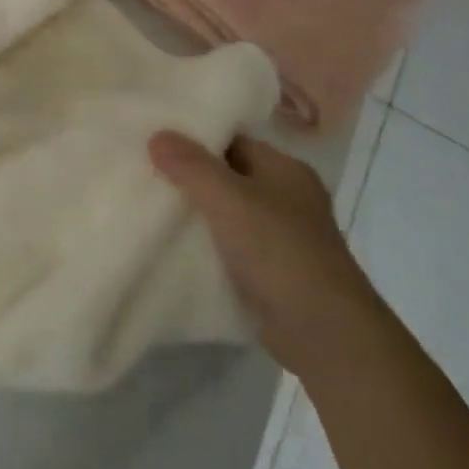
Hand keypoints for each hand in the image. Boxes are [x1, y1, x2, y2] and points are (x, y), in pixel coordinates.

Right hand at [150, 131, 381, 378]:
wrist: (324, 334)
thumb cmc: (279, 251)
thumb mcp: (228, 199)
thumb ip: (191, 166)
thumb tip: (158, 134)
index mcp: (285, 169)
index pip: (233, 140)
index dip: (194, 138)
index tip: (153, 139)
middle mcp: (288, 198)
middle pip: (229, 176)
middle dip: (190, 177)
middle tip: (143, 172)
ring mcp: (283, 238)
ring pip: (228, 214)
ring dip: (197, 214)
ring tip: (150, 206)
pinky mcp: (274, 273)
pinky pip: (231, 247)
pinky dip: (207, 246)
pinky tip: (174, 246)